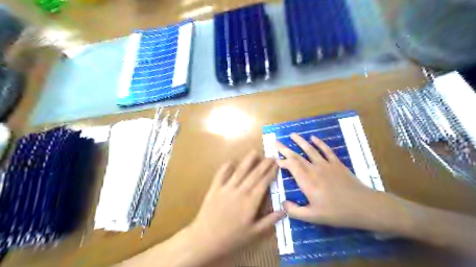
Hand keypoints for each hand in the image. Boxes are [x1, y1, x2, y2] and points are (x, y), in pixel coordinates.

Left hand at [188, 152, 283, 259]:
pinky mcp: (215, 188)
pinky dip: (226, 167)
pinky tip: (231, 161)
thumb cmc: (232, 238)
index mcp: (251, 201)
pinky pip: (221, 174)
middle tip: (271, 156)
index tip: (277, 164)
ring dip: (248, 161)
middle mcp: (240, 191)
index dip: (271, 172)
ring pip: (240, 171)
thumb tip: (284, 209)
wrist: (205, 239)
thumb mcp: (254, 233)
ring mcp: (226, 188)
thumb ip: (269, 221)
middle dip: (264, 164)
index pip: (264, 183)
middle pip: (254, 174)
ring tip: (255, 152)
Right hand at [275, 133, 390, 231]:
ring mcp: (326, 165)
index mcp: (307, 181)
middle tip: (275, 142)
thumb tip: (282, 203)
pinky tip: (313, 137)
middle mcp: (314, 169)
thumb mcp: (313, 217)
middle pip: (296, 156)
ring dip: (300, 141)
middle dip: (284, 148)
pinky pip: (326, 150)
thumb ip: (295, 211)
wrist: (364, 206)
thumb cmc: (337, 213)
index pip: (291, 166)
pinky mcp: (337, 163)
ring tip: (292, 135)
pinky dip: (319, 143)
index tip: (274, 159)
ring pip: (310, 149)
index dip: (282, 161)